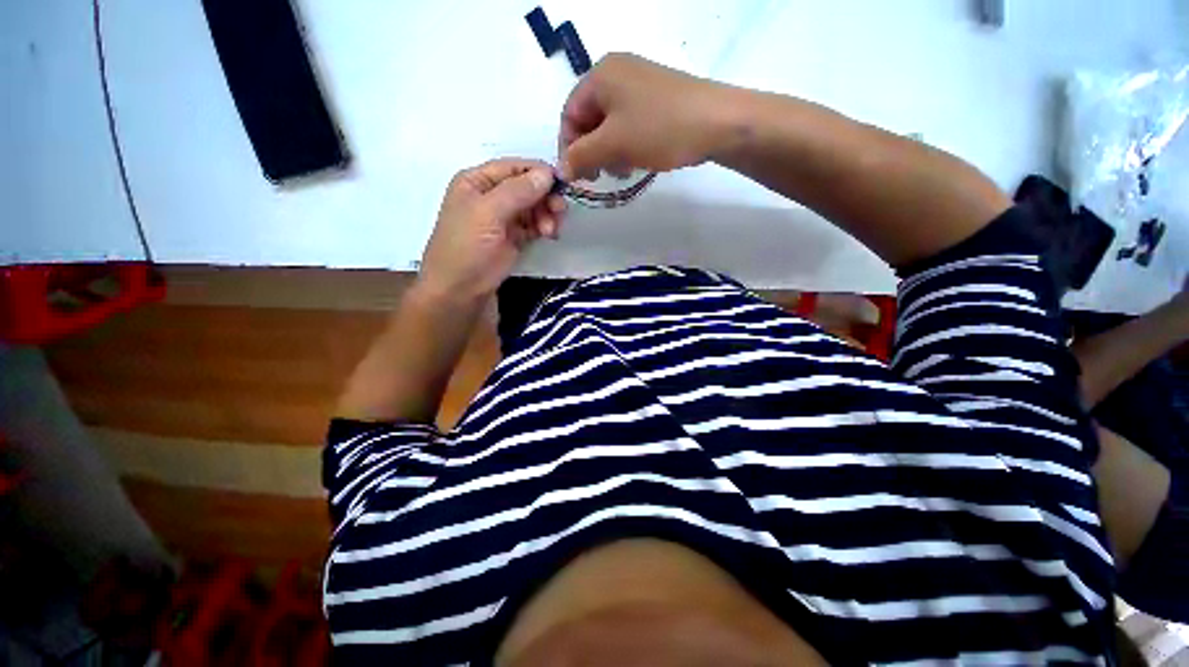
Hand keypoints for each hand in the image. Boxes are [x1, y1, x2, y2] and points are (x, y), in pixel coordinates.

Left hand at [417, 159, 564, 301]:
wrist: (459, 293)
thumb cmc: (467, 249)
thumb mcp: (488, 214)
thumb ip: (518, 191)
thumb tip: (547, 173)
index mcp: (477, 182)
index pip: (513, 167)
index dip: (538, 172)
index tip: (562, 183)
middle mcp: (490, 197)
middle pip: (526, 187)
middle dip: (544, 197)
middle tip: (560, 211)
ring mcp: (502, 219)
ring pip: (533, 207)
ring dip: (546, 215)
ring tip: (551, 231)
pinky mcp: (513, 239)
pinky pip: (534, 225)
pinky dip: (543, 227)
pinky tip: (549, 235)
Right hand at [559, 53, 734, 180]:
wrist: (718, 123)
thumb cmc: (658, 129)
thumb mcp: (613, 145)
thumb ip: (580, 157)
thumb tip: (561, 170)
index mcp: (600, 75)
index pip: (569, 115)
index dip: (569, 149)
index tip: (578, 178)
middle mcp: (617, 73)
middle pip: (589, 120)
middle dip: (591, 153)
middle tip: (601, 176)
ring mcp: (640, 85)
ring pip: (610, 126)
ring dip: (610, 153)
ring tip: (624, 170)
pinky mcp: (657, 100)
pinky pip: (630, 125)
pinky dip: (627, 146)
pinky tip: (638, 161)